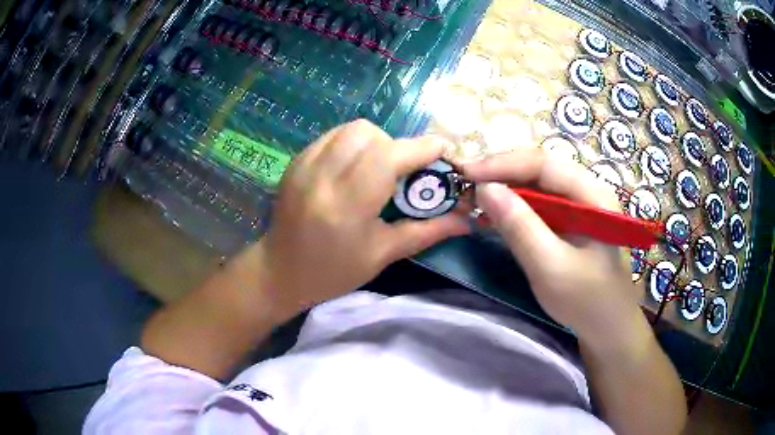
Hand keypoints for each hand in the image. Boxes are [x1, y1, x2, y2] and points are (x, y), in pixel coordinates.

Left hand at [257, 120, 469, 319]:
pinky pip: (333, 136)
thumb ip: (427, 231)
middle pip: (369, 134)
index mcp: (346, 206)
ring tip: (378, 168)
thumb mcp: (383, 254)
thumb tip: (467, 220)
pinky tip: (354, 167)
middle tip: (403, 171)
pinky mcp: (296, 161)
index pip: (388, 157)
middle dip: (397, 145)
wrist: (280, 271)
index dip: (420, 148)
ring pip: (350, 129)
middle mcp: (322, 178)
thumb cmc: (333, 271)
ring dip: (375, 141)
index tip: (442, 150)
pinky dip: (352, 143)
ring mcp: (304, 166)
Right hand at [461, 148, 642, 348]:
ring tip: (474, 197)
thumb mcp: (550, 267)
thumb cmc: (586, 300)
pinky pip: (539, 203)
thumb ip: (519, 226)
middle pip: (540, 168)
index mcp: (592, 194)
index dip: (503, 164)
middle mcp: (587, 190)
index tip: (466, 174)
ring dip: (505, 187)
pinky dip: (514, 205)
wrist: (607, 327)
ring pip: (537, 184)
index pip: (543, 164)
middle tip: (465, 184)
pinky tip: (495, 213)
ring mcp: (579, 205)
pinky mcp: (570, 221)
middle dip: (501, 172)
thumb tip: (484, 188)